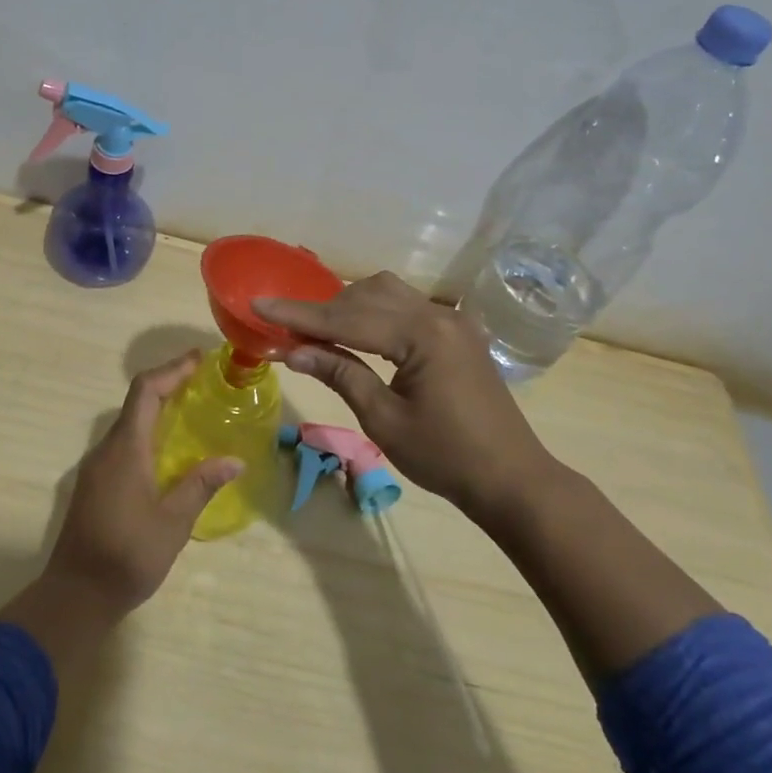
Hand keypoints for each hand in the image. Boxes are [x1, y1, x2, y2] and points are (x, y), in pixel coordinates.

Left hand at [41, 351, 242, 617]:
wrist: (74, 596)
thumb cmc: (126, 556)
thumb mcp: (173, 523)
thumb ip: (201, 485)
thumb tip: (235, 460)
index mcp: (125, 449)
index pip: (145, 391)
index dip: (171, 370)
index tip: (198, 359)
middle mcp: (106, 449)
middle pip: (136, 402)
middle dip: (168, 384)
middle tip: (203, 382)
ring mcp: (97, 467)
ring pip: (128, 423)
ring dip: (157, 409)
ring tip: (191, 411)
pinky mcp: (95, 484)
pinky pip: (123, 443)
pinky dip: (148, 432)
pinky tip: (169, 451)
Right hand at [255, 273, 557, 523]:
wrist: (512, 479)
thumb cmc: (446, 458)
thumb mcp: (384, 420)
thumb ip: (340, 374)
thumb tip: (292, 350)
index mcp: (423, 335)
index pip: (348, 317)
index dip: (300, 313)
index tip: (259, 304)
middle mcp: (439, 314)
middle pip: (368, 295)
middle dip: (324, 309)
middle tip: (287, 329)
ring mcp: (453, 319)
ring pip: (389, 293)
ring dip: (350, 306)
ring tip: (319, 331)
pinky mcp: (458, 331)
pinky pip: (408, 306)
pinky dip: (377, 312)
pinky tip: (359, 332)